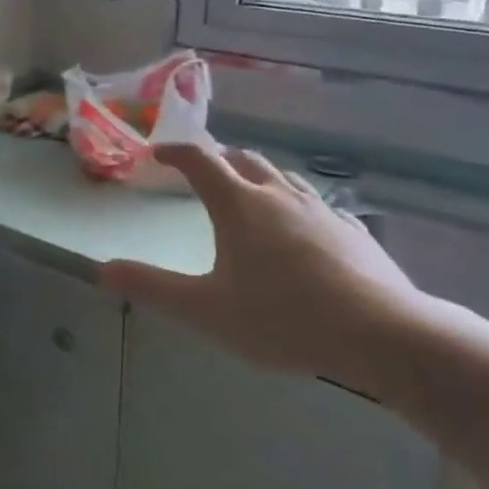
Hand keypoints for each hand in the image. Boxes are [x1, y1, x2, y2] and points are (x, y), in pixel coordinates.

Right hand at [100, 144, 431, 395]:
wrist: (386, 336)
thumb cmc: (283, 318)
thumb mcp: (205, 310)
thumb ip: (152, 288)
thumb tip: (102, 270)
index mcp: (238, 204)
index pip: (200, 160)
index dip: (176, 152)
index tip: (159, 153)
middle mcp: (279, 195)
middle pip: (244, 159)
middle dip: (218, 159)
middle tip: (201, 172)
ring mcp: (321, 211)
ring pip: (283, 178)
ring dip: (258, 177)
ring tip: (248, 196)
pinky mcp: (354, 232)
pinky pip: (315, 204)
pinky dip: (294, 205)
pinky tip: (300, 232)